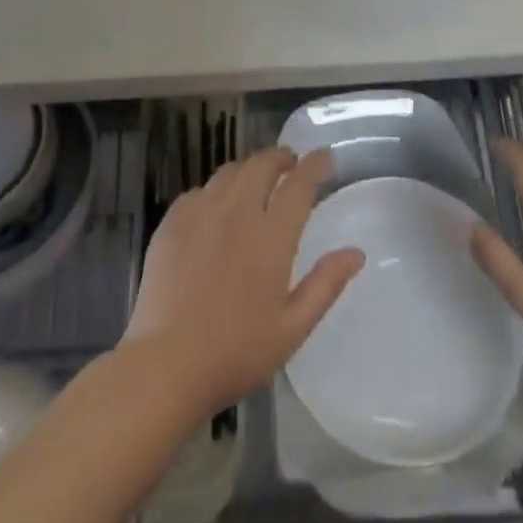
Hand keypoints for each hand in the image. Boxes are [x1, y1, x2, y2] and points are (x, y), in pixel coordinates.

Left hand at [123, 146, 363, 416]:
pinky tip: (216, 209)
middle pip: (262, 164)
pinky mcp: (172, 222)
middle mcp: (237, 212)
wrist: (166, 364)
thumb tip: (356, 252)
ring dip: (249, 170)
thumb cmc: (236, 352)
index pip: (299, 183)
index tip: (325, 158)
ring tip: (256, 183)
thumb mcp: (292, 328)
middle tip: (291, 165)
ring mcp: (201, 213)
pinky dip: (216, 191)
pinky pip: (199, 190)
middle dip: (281, 158)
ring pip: (230, 172)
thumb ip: (325, 285)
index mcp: (271, 236)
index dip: (315, 165)